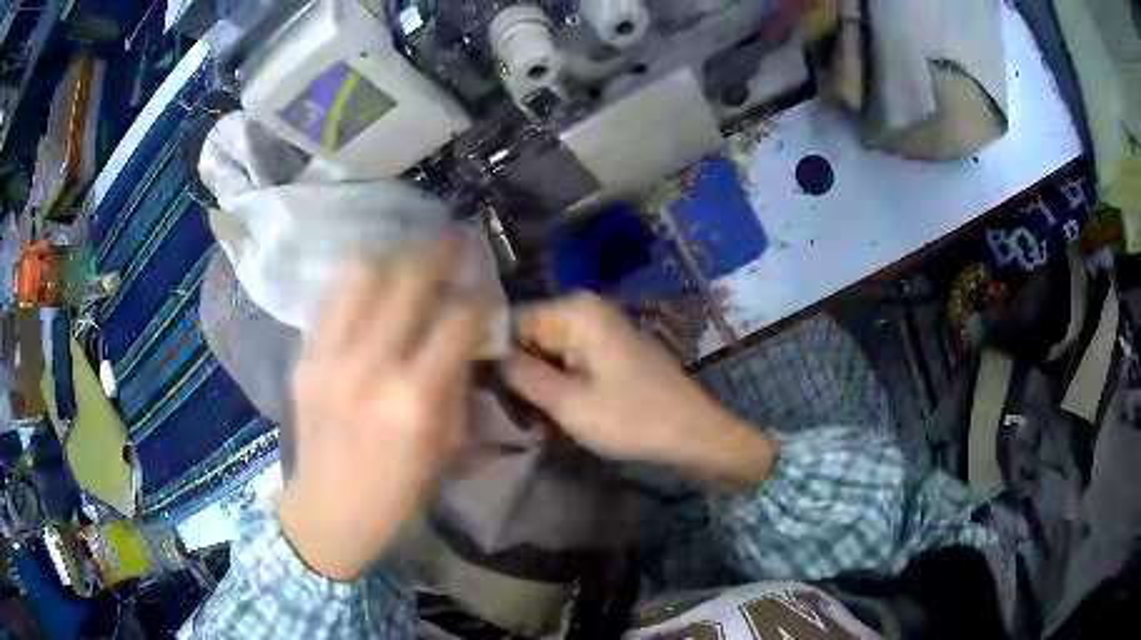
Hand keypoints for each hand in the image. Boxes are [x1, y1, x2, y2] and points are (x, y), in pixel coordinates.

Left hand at [278, 238, 487, 580]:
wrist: (329, 510)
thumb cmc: (398, 490)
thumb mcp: (446, 445)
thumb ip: (456, 382)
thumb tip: (464, 335)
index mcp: (414, 400)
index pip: (456, 321)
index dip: (477, 298)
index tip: (483, 292)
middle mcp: (369, 367)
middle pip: (407, 281)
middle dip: (438, 255)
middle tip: (453, 245)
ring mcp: (329, 357)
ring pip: (362, 275)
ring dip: (393, 258)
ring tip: (408, 259)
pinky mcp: (305, 358)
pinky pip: (331, 298)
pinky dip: (356, 281)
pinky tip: (371, 283)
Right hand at [501, 293, 776, 489]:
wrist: (695, 433)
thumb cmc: (632, 419)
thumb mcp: (568, 403)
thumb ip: (520, 374)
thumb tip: (486, 353)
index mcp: (576, 310)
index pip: (510, 320)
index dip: (492, 353)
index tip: (480, 388)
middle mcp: (587, 308)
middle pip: (530, 334)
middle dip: (517, 370)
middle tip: (508, 410)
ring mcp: (602, 328)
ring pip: (549, 350)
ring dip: (538, 381)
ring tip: (531, 416)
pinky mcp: (611, 349)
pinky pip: (571, 359)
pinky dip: (559, 382)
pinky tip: (557, 410)